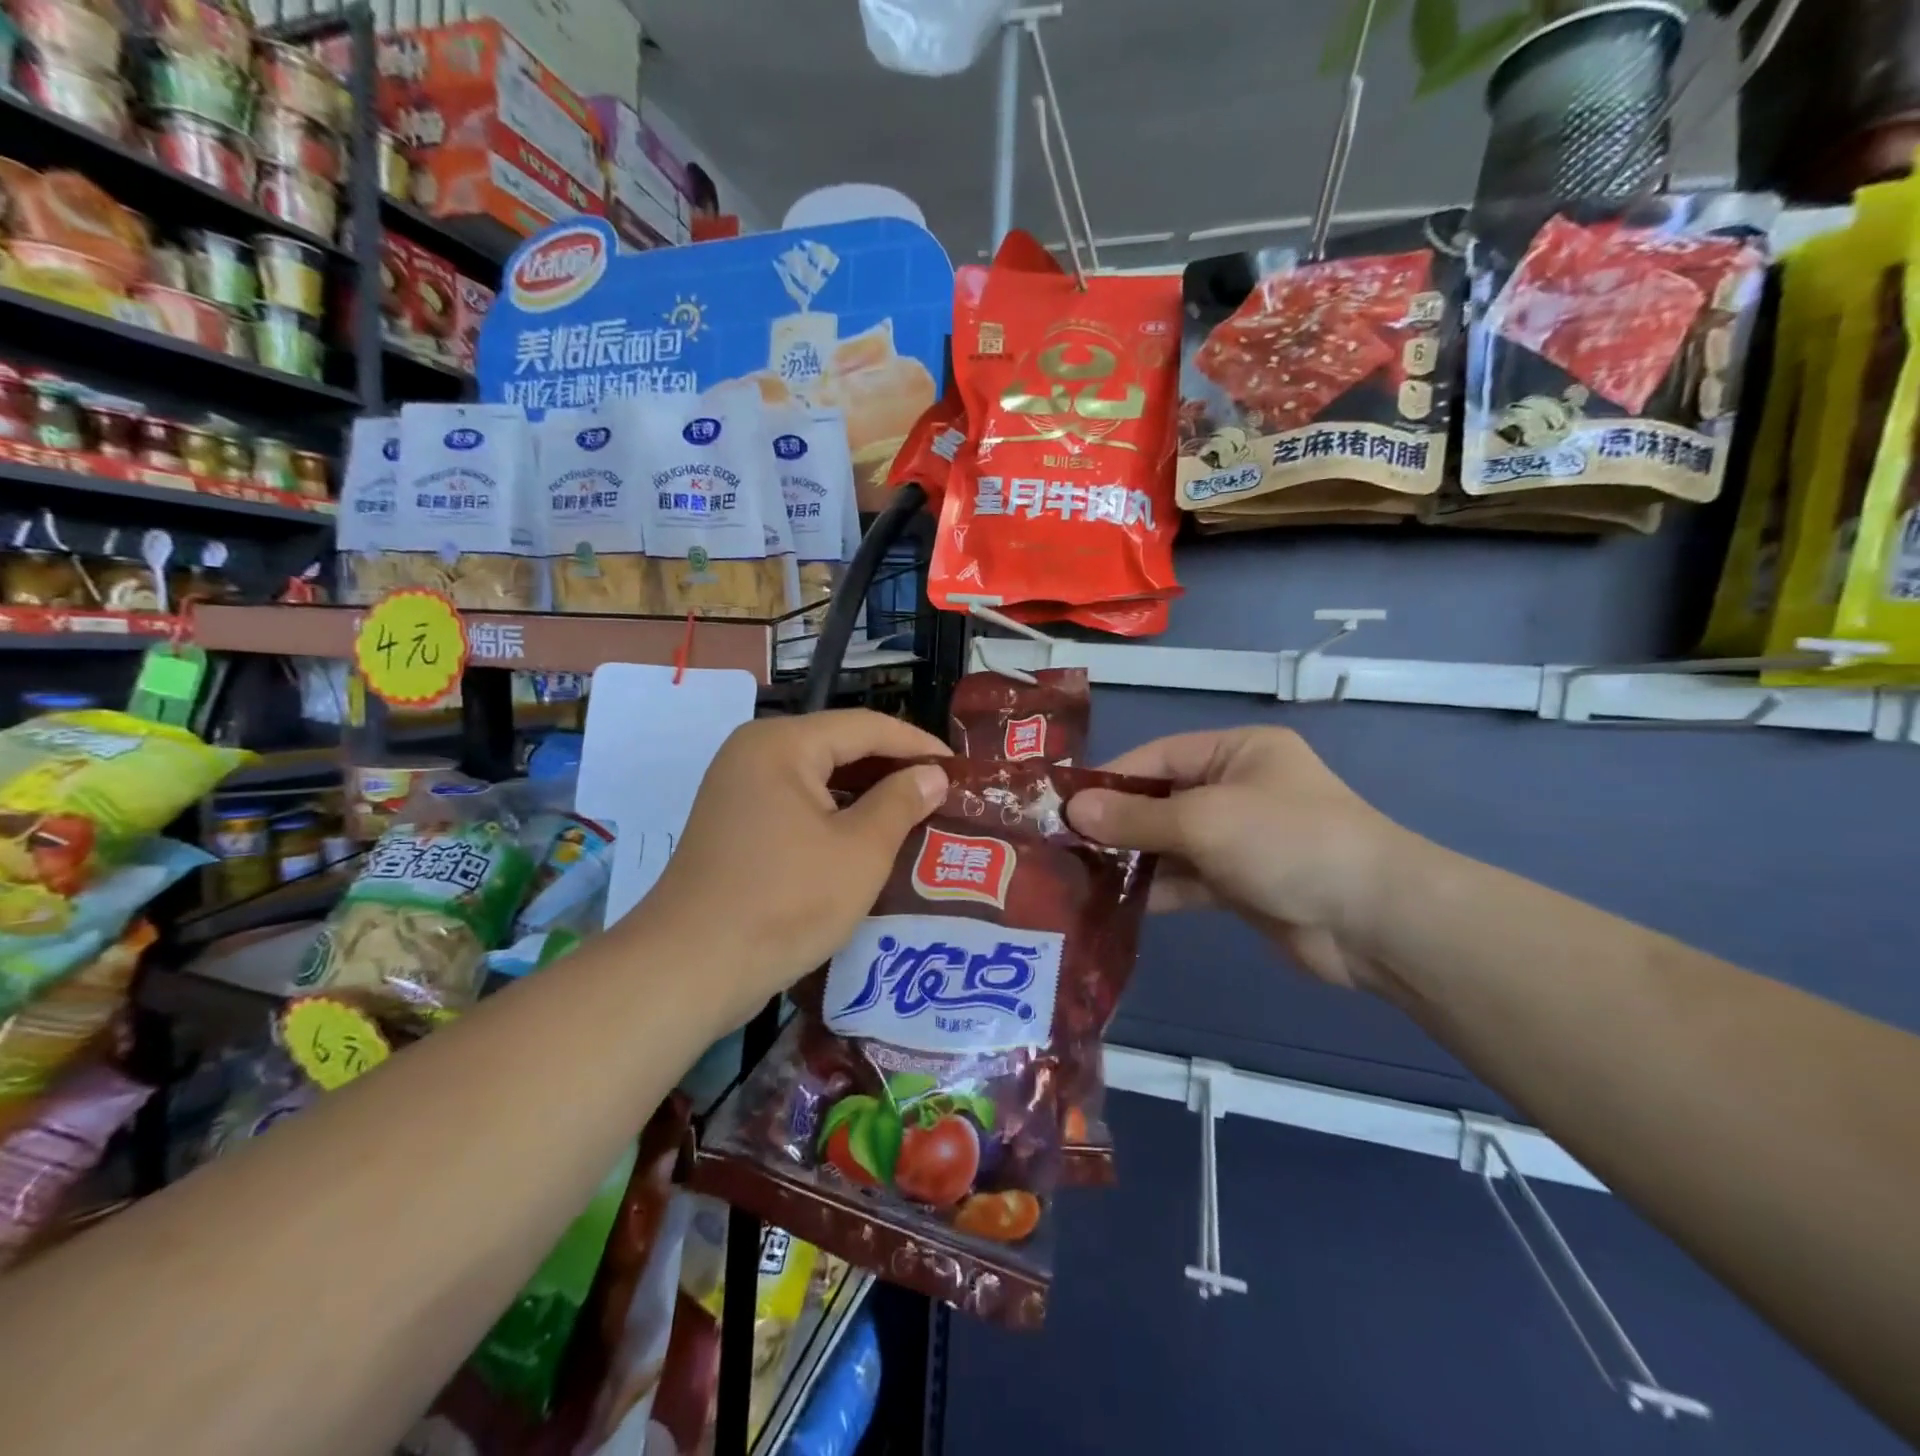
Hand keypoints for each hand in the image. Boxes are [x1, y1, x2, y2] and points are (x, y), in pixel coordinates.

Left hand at [628, 710, 950, 1032]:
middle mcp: (755, 753)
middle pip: (839, 747)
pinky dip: (836, 816)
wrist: (691, 969)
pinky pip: (798, 804)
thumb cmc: (785, 901)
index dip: (917, 745)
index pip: (866, 727)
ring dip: (867, 795)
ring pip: (819, 778)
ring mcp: (739, 789)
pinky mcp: (735, 824)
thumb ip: (901, 803)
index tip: (961, 770)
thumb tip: (933, 774)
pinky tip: (870, 839)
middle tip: (943, 794)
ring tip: (917, 816)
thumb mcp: (860, 851)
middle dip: (893, 770)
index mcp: (783, 744)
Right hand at [1066, 727, 1402, 992]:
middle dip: (1116, 822)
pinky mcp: (1241, 883)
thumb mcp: (1204, 820)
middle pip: (1162, 800)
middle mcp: (1237, 789)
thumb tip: (1072, 810)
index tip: (1063, 804)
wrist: (1374, 921)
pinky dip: (1156, 888)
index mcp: (1237, 752)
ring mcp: (1240, 838)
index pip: (1159, 757)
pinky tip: (1112, 903)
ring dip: (1132, 859)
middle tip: (1061, 844)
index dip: (1111, 779)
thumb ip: (1137, 817)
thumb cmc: (1287, 841)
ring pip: (1171, 843)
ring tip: (1076, 874)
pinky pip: (1187, 879)